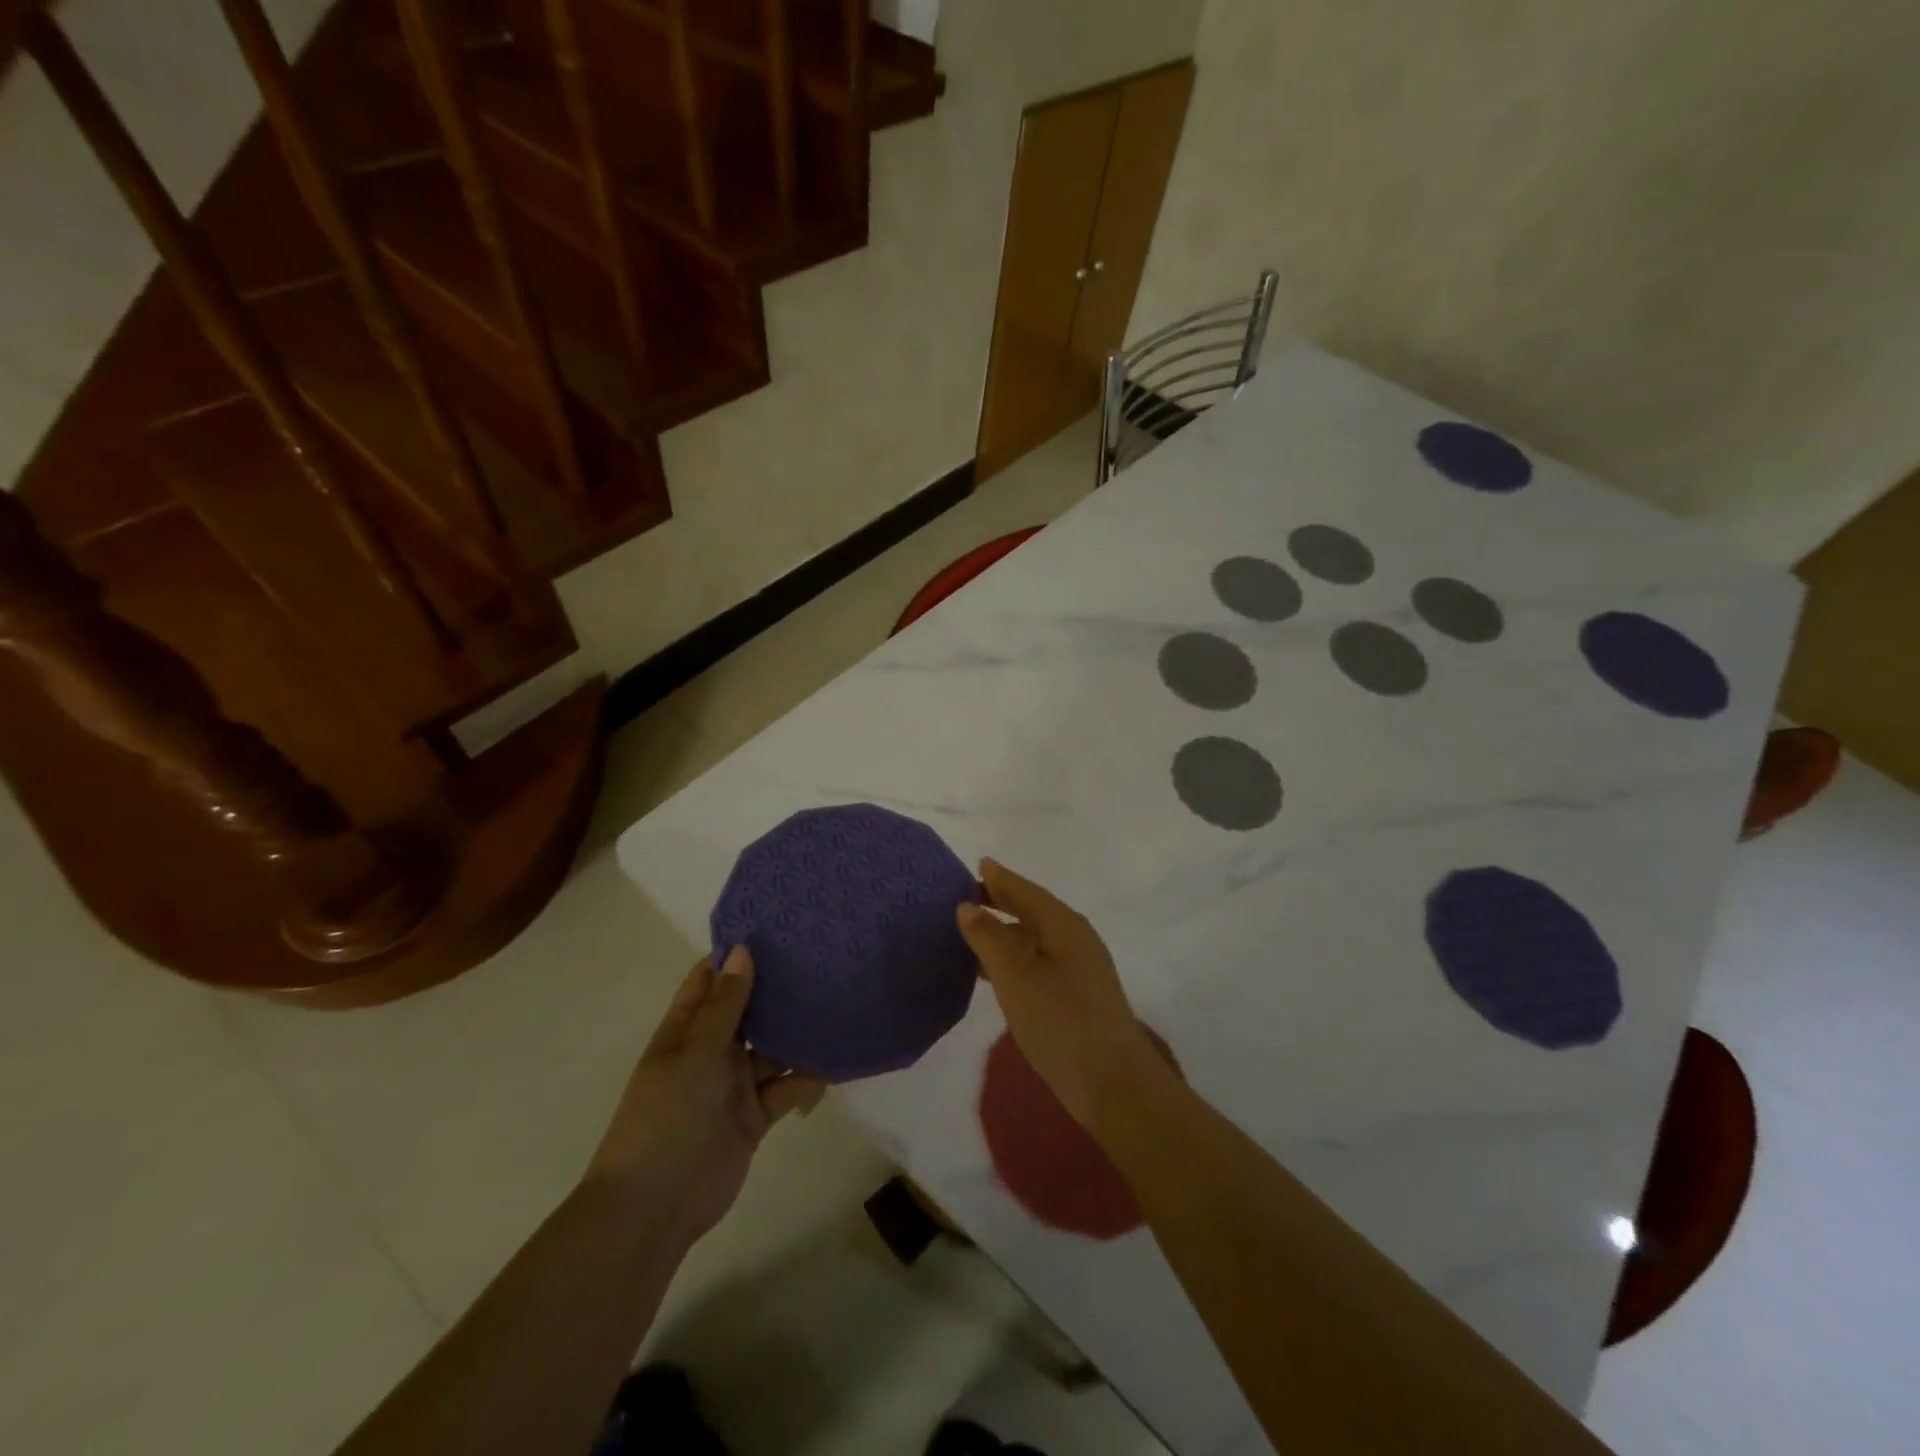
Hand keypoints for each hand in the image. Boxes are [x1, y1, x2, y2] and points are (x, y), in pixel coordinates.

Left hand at [586, 947, 826, 1244]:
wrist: (655, 1206)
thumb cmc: (667, 1115)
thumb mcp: (695, 1052)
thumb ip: (726, 1005)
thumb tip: (743, 950)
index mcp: (686, 1029)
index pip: (711, 980)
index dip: (737, 955)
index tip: (776, 927)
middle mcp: (712, 1050)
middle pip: (749, 1010)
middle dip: (778, 988)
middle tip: (822, 955)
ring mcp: (735, 1084)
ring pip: (773, 1048)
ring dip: (798, 1031)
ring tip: (839, 998)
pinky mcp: (756, 1115)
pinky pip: (787, 1087)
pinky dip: (809, 1076)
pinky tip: (837, 1058)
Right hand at [957, 860, 1163, 1132]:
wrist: (1113, 1083)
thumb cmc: (1059, 1021)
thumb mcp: (1015, 976)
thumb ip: (989, 937)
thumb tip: (968, 905)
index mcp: (1063, 924)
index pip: (1026, 890)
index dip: (1000, 878)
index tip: (978, 864)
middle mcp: (1075, 938)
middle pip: (1033, 910)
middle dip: (1002, 902)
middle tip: (966, 897)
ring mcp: (1080, 969)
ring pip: (1036, 938)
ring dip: (1006, 933)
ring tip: (972, 933)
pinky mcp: (1079, 996)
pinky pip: (1040, 962)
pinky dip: (1015, 958)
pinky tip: (995, 973)